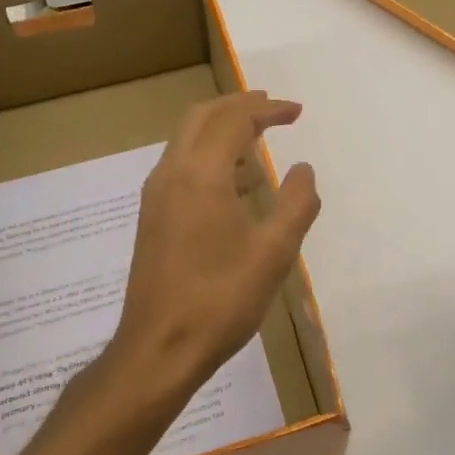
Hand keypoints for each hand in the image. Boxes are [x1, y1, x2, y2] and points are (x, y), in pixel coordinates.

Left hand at [112, 92, 320, 399]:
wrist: (158, 349)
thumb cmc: (221, 299)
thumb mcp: (274, 253)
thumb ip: (296, 203)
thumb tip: (302, 169)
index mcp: (201, 175)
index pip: (235, 119)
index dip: (268, 109)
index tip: (298, 112)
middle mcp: (172, 173)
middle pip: (203, 116)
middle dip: (240, 106)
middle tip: (274, 109)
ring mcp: (156, 195)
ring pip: (187, 139)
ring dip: (222, 128)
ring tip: (258, 139)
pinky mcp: (152, 216)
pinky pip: (181, 164)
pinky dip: (209, 154)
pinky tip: (235, 182)